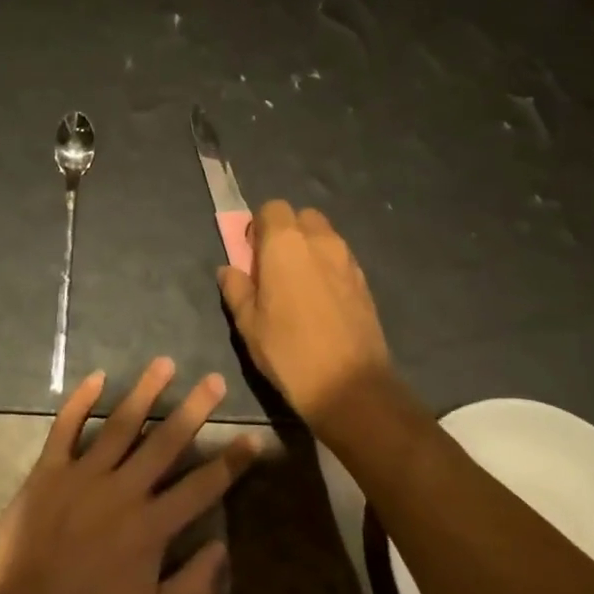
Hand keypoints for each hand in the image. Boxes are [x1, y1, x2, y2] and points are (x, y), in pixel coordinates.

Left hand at [0, 359, 255, 593]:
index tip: (252, 437)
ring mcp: (83, 476)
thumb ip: (192, 588)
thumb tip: (221, 547)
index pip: (202, 486)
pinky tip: (97, 377)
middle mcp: (123, 491)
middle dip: (194, 409)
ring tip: (164, 363)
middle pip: (166, 441)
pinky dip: (80, 401)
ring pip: (121, 424)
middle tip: (214, 379)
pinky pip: (65, 428)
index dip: (231, 462)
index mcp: (151, 527)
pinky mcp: (48, 472)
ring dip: (146, 391)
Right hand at [217, 201, 396, 434]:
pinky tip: (321, 301)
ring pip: (324, 237)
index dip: (260, 226)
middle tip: (275, 267)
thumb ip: (236, 289)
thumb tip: (229, 270)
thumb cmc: (288, 351)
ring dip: (309, 249)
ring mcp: (347, 259)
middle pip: (301, 217)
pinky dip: (328, 268)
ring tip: (299, 286)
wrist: (350, 385)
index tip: (252, 254)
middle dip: (287, 233)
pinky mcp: (365, 281)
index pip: (271, 208)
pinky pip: (340, 259)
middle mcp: (319, 241)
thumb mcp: (248, 324)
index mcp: (285, 243)